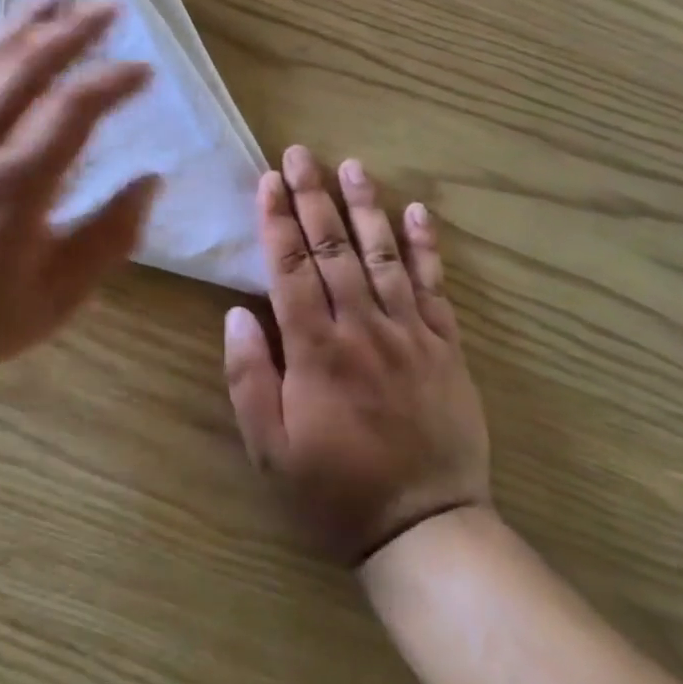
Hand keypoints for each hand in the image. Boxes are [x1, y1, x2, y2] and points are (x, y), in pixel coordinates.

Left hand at [0, 0, 158, 396]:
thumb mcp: (55, 299)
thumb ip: (109, 237)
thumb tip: (150, 180)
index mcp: (14, 186)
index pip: (74, 110)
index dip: (114, 82)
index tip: (144, 70)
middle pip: (26, 66)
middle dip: (73, 31)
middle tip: (108, 6)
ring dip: (19, 19)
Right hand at [223, 147, 489, 565]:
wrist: (425, 530)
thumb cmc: (334, 490)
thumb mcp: (270, 449)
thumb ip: (249, 378)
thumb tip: (237, 314)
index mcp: (316, 351)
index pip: (290, 269)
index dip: (277, 221)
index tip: (268, 180)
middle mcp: (362, 329)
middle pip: (333, 250)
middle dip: (313, 197)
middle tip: (300, 154)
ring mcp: (409, 334)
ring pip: (383, 256)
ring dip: (365, 207)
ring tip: (351, 165)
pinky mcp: (445, 347)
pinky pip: (434, 287)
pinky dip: (425, 247)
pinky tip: (415, 212)